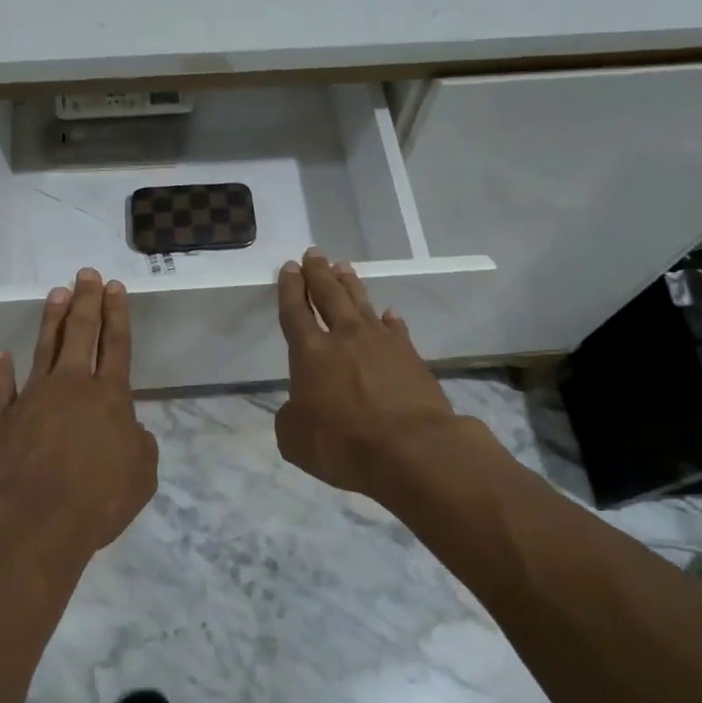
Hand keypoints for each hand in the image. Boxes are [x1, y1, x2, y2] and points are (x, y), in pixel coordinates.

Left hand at [0, 268, 158, 576]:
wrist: (34, 520)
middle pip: (81, 333)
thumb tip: (130, 429)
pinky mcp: (4, 419)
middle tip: (86, 273)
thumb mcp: (141, 475)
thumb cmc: (97, 499)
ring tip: (56, 293)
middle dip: (86, 300)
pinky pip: (2, 388)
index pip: (117, 344)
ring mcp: (34, 398)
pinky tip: (1, 355)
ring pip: (45, 348)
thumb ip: (140, 445)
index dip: (117, 314)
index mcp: (110, 396)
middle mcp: (72, 385)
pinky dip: (1, 371)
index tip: (114, 287)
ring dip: (52, 319)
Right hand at [274, 249, 458, 498]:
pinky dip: (389, 320)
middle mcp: (344, 338)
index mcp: (310, 353)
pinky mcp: (410, 356)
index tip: (290, 267)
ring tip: (343, 267)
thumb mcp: (295, 439)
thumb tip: (299, 407)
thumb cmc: (343, 444)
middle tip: (315, 253)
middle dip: (319, 273)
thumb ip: (291, 417)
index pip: (295, 311)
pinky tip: (388, 314)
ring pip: (361, 303)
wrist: (411, 449)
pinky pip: (396, 330)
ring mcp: (381, 343)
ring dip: (350, 285)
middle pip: (329, 295)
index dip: (290, 288)